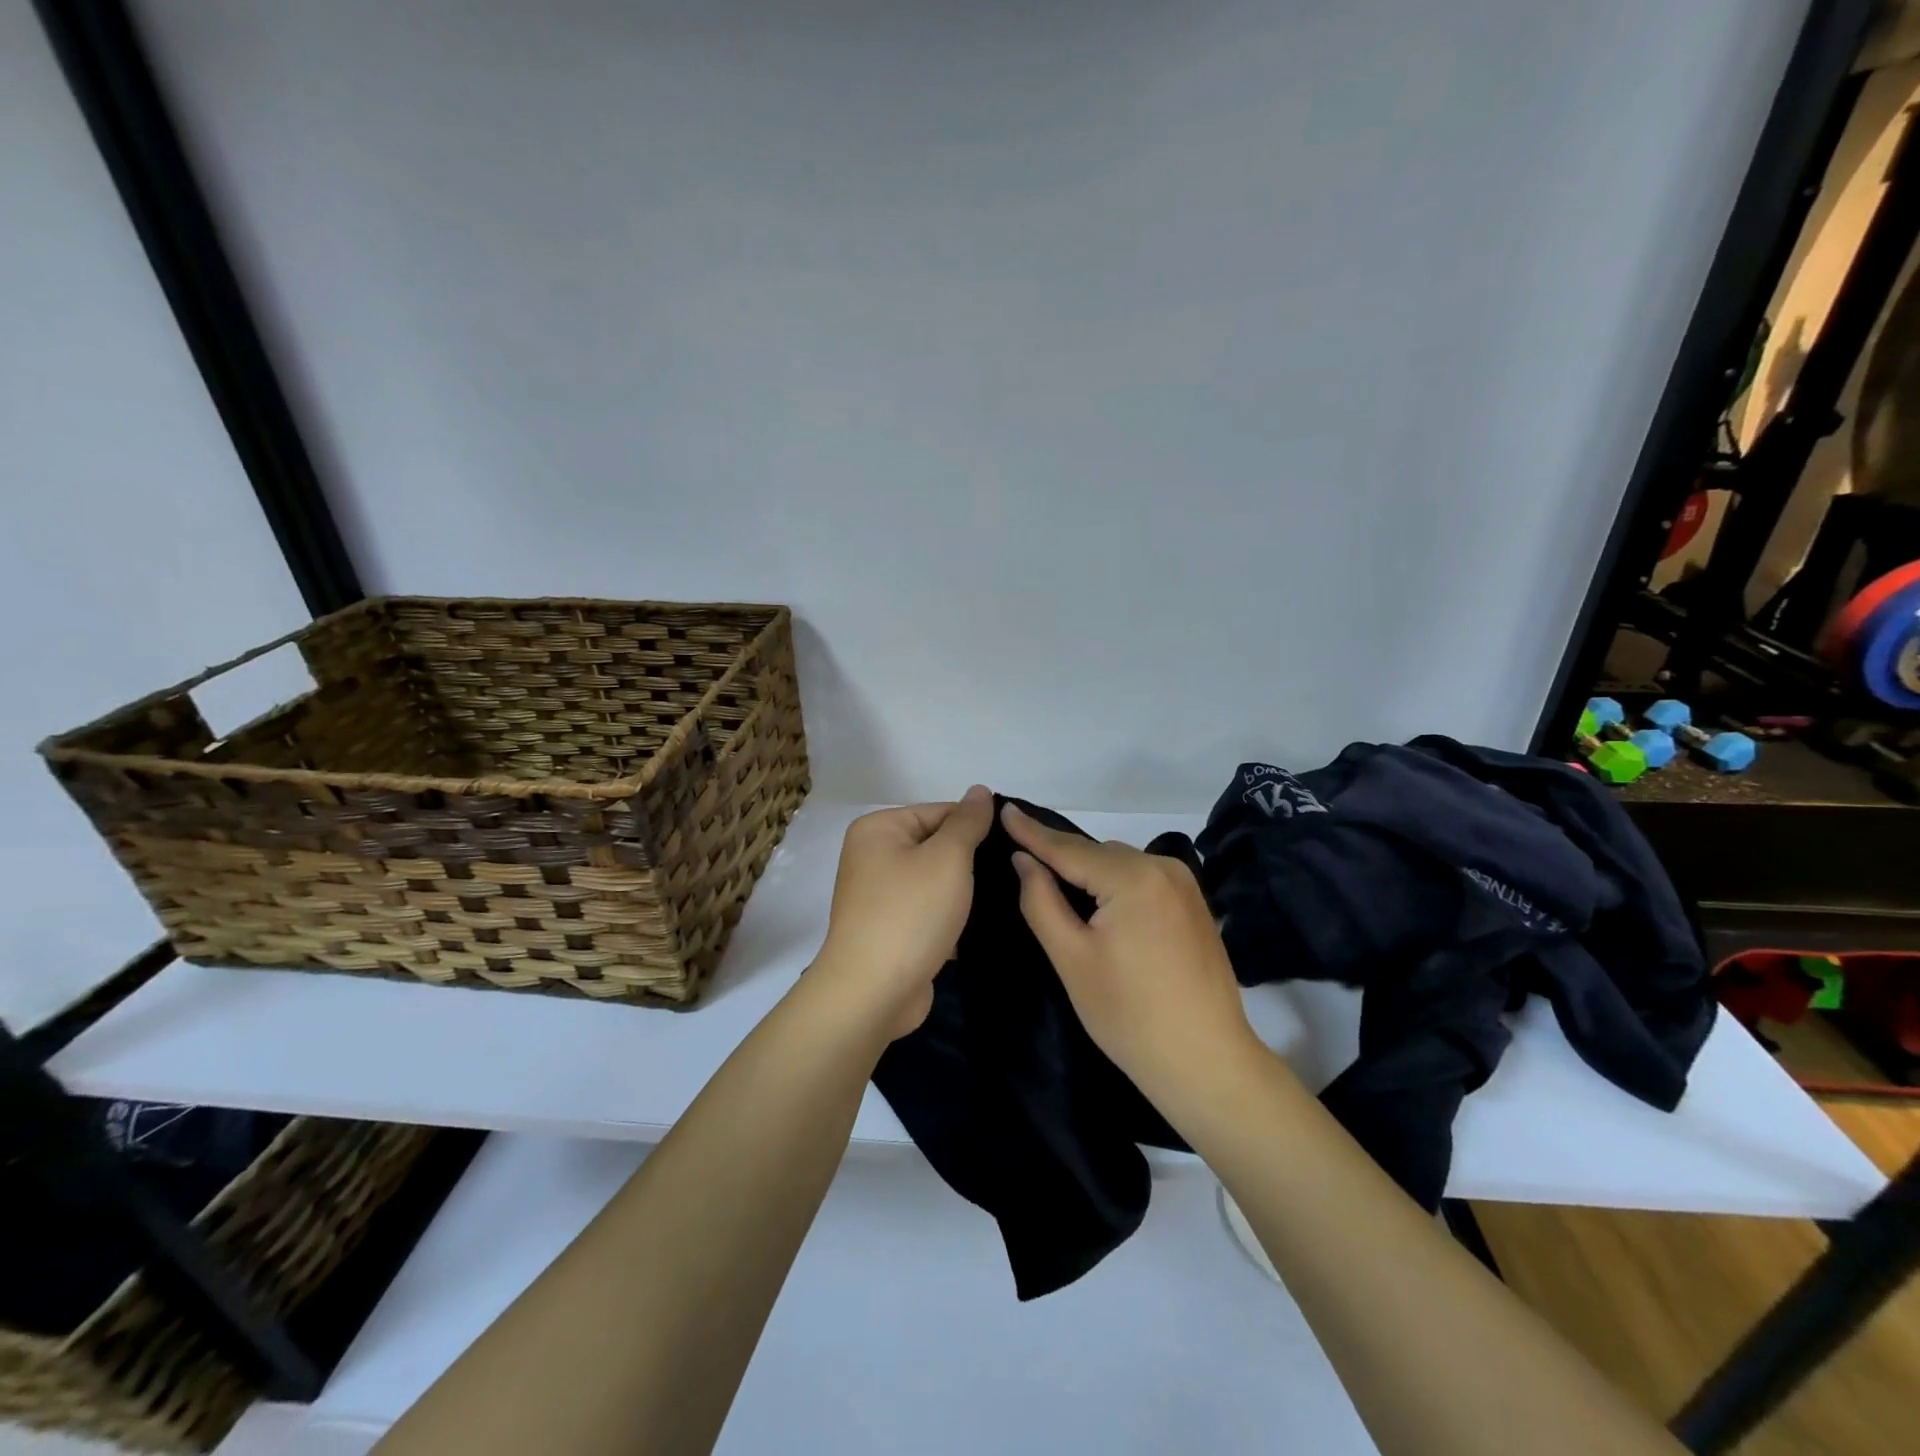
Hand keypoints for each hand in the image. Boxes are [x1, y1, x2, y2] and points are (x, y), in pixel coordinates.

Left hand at [812, 786, 995, 1039]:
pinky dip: (952, 917)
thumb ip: (968, 821)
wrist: (873, 993)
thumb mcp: (947, 858)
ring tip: (1006, 898)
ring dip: (965, 891)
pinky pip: (929, 911)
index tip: (1013, 846)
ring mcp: (880, 896)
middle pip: (937, 845)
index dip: (977, 826)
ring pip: (936, 881)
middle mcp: (873, 856)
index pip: (940, 811)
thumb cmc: (910, 913)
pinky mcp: (891, 930)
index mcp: (878, 829)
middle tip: (1014, 873)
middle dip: (972, 861)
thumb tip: (980, 790)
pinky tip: (983, 925)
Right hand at [1003, 802, 1264, 1105]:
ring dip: (1088, 873)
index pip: (1068, 848)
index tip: (1002, 807)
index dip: (1031, 831)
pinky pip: (1141, 880)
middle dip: (1059, 856)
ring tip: (1054, 885)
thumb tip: (1023, 859)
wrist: (1205, 1062)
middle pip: (1096, 854)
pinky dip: (1114, 884)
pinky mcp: (1193, 904)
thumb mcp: (1072, 958)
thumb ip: (1041, 901)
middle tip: (1019, 857)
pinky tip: (1098, 906)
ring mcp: (1184, 885)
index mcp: (1133, 877)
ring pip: (1119, 866)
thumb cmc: (1129, 1015)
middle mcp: (1163, 868)